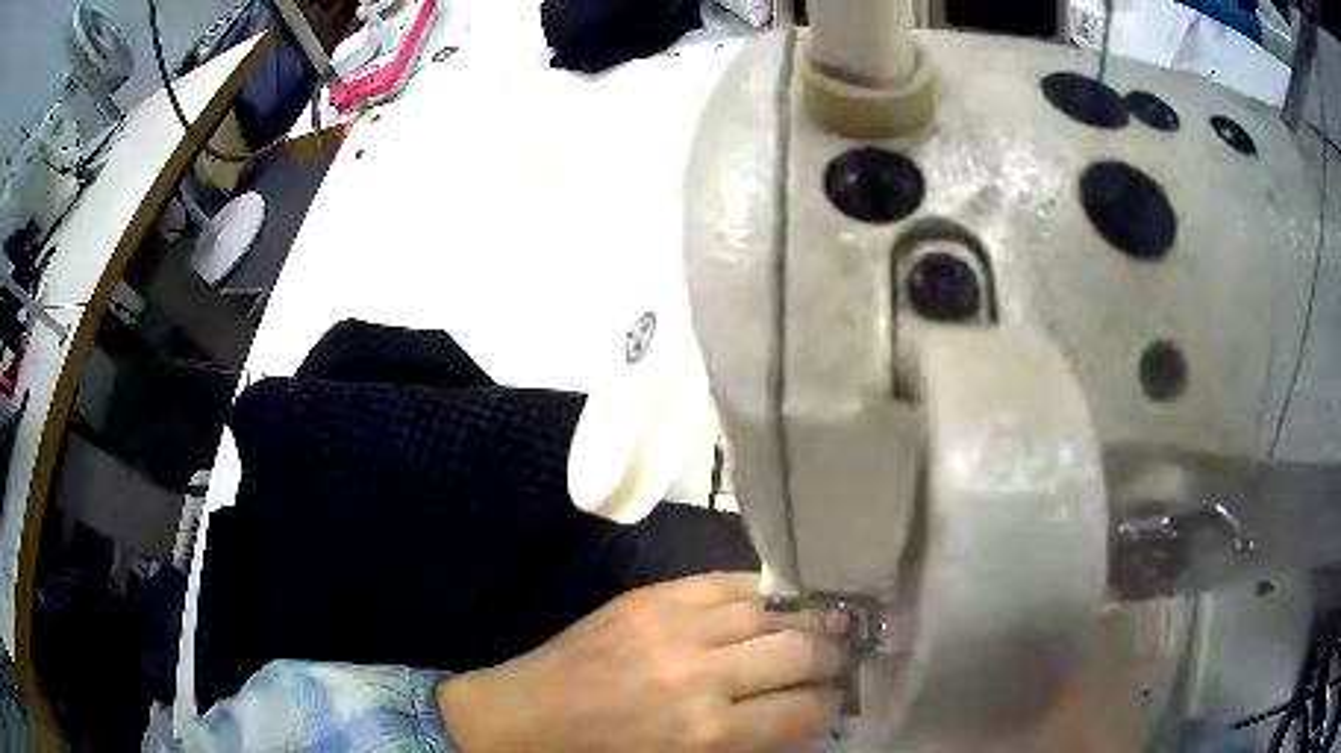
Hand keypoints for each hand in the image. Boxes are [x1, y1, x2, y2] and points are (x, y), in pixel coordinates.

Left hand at [436, 572, 842, 751]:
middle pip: (799, 650)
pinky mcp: (651, 596)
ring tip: (819, 625)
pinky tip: (774, 599)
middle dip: (831, 656)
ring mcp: (674, 626)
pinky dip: (760, 590)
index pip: (803, 709)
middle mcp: (701, 675)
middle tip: (840, 658)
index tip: (837, 697)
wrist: (527, 715)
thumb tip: (801, 711)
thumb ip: (747, 741)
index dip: (830, 702)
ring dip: (804, 619)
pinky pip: (726, 581)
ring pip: (770, 608)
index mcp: (707, 734)